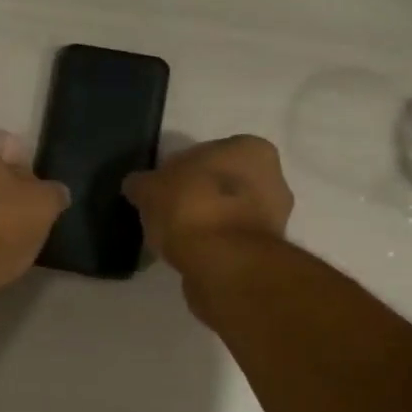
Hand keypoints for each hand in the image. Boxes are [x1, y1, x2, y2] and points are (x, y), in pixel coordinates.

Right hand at [122, 135, 293, 271]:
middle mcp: (273, 178)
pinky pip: (231, 240)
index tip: (162, 189)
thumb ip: (143, 183)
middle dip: (200, 195)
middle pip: (224, 183)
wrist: (222, 263)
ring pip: (230, 213)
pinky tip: (191, 254)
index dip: (181, 170)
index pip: (209, 152)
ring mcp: (274, 217)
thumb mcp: (150, 187)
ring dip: (209, 222)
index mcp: (250, 148)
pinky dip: (214, 245)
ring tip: (177, 237)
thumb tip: (136, 185)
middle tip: (169, 212)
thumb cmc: (190, 208)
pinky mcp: (267, 252)